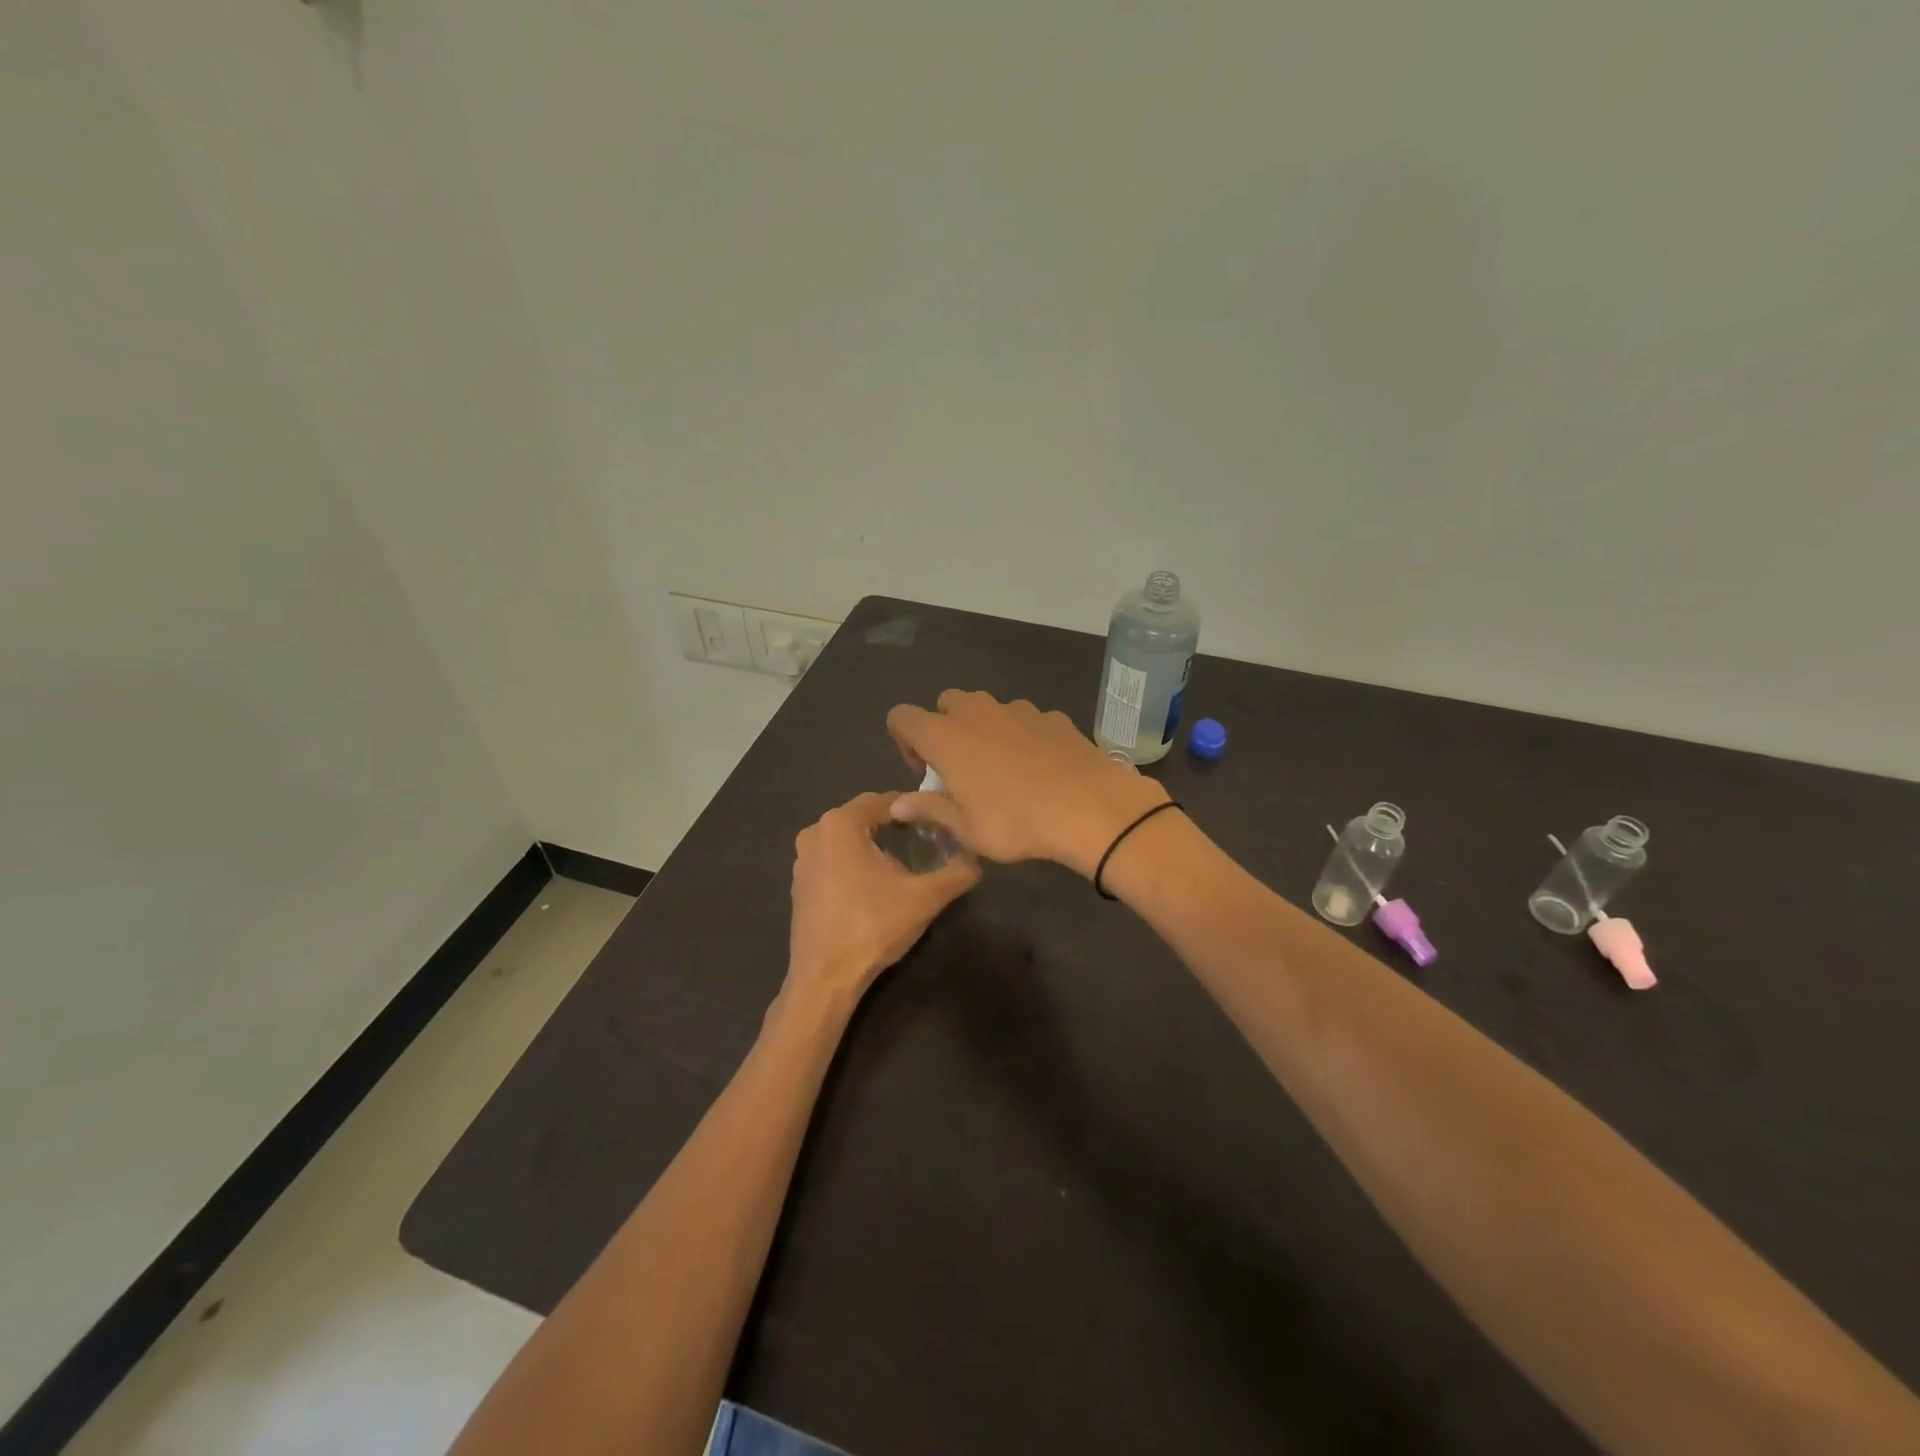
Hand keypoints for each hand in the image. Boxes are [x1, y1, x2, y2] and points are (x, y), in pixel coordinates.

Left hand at [785, 792, 979, 1005]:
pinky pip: (834, 858)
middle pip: (866, 816)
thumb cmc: (873, 927)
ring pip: (849, 837)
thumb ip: (957, 872)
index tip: (941, 823)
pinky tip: (876, 884)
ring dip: (876, 843)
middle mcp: (816, 831)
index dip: (917, 809)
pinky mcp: (800, 882)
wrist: (825, 978)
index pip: (888, 801)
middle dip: (896, 825)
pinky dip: (856, 861)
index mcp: (841, 823)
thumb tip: (976, 859)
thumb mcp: (925, 898)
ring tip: (906, 862)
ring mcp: (803, 858)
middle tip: (928, 841)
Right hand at [885, 691, 1170, 878]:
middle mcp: (976, 712)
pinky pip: (1023, 719)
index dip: (904, 741)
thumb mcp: (966, 828)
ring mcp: (1017, 709)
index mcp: (944, 736)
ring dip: (983, 731)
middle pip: (945, 704)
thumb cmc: (1016, 822)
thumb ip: (929, 809)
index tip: (924, 772)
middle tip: (960, 770)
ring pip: (986, 708)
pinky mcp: (1051, 716)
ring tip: (1002, 772)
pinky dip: (1021, 736)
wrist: (1090, 807)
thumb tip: (897, 803)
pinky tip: (1040, 769)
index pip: (902, 717)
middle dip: (944, 729)